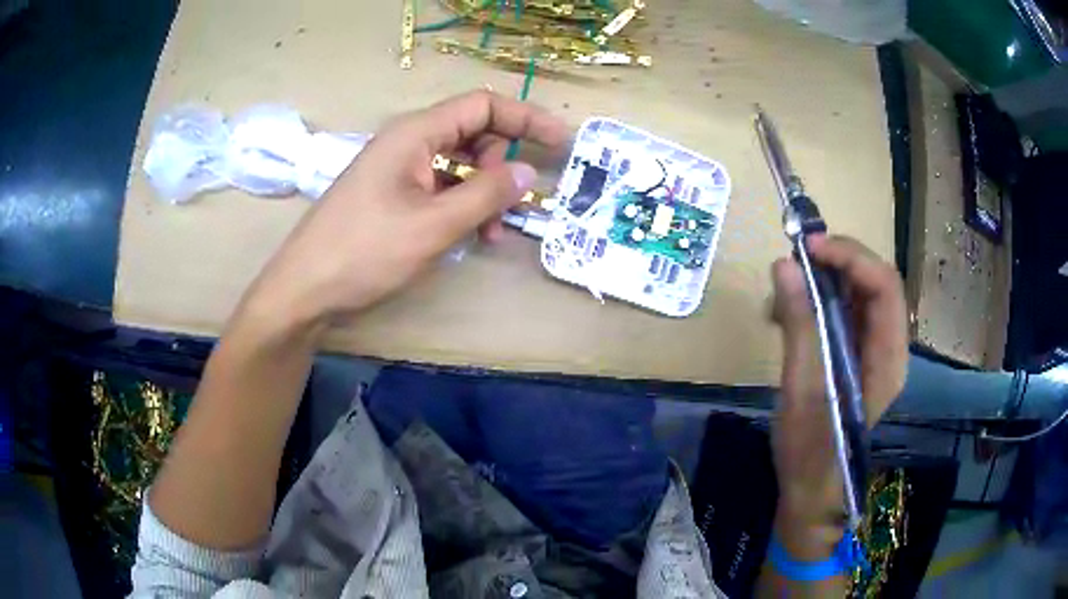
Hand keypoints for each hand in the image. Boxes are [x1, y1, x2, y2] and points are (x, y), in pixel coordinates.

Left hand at [244, 91, 569, 330]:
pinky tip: (469, 236)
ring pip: (459, 166)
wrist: (304, 290)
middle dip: (501, 167)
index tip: (561, 143)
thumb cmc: (364, 252)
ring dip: (484, 194)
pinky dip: (461, 207)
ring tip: (492, 234)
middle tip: (513, 207)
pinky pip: (440, 188)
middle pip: (473, 134)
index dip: (526, 118)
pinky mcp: (392, 195)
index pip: (483, 105)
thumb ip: (485, 195)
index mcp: (415, 133)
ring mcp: (398, 169)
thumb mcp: (433, 226)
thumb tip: (528, 172)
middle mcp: (408, 142)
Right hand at [769, 236, 906, 538]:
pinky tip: (788, 314)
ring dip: (823, 280)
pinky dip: (817, 301)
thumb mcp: (803, 389)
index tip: (808, 248)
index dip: (851, 257)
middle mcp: (888, 347)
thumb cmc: (810, 451)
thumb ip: (799, 325)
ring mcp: (873, 351)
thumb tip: (784, 265)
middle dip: (836, 262)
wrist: (811, 491)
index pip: (884, 286)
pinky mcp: (855, 356)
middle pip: (874, 282)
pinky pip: (843, 312)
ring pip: (857, 294)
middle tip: (794, 260)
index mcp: (887, 357)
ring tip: (784, 291)